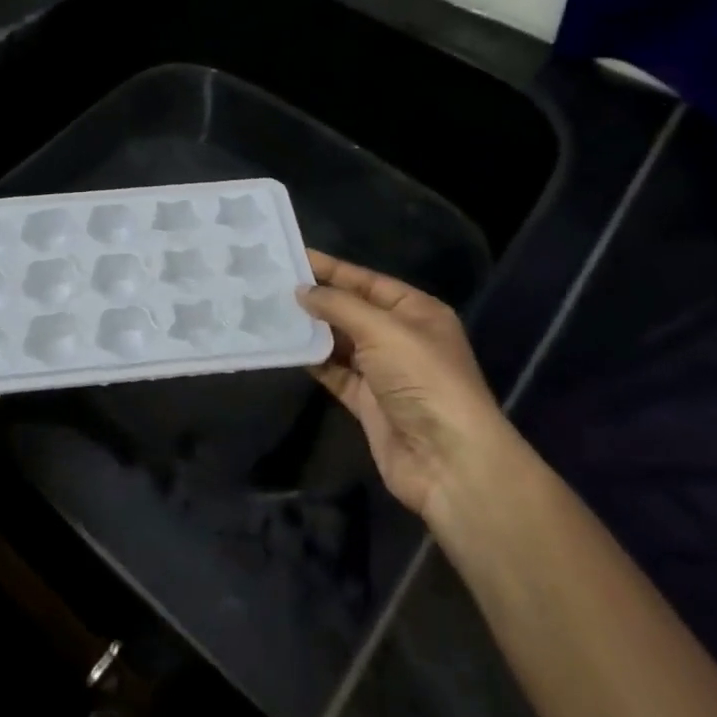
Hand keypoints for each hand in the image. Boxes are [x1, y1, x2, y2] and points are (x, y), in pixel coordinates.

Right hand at [298, 250, 508, 518]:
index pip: (367, 282)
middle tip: (272, 283)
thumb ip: (339, 306)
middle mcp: (401, 338)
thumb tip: (302, 291)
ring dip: (311, 329)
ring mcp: (384, 372)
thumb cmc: (422, 379)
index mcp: (416, 312)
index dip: (331, 269)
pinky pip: (334, 373)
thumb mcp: (383, 330)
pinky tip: (285, 347)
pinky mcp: (367, 402)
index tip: (292, 256)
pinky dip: (312, 361)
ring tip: (270, 310)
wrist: (446, 460)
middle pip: (352, 310)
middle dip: (317, 298)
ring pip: (340, 342)